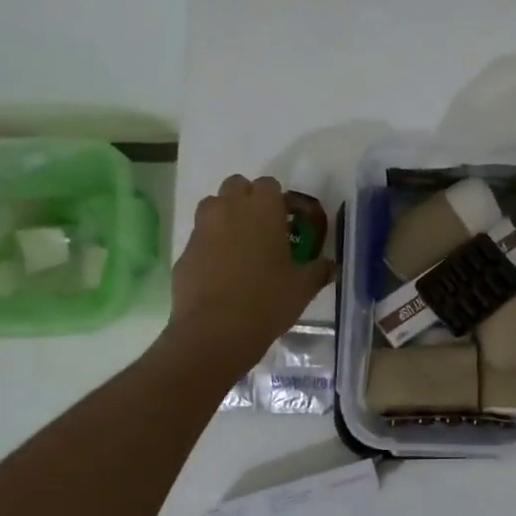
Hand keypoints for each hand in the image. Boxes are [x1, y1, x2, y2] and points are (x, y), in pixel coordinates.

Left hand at [172, 175, 333, 371]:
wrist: (216, 331)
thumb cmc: (267, 301)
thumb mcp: (303, 287)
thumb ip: (318, 270)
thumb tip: (330, 266)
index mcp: (263, 209)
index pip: (269, 184)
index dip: (278, 200)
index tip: (286, 221)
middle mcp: (229, 209)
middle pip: (236, 185)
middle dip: (247, 200)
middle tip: (262, 228)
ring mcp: (202, 229)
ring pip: (212, 206)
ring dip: (225, 216)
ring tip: (238, 245)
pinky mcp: (184, 252)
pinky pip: (199, 237)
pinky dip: (209, 245)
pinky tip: (220, 272)